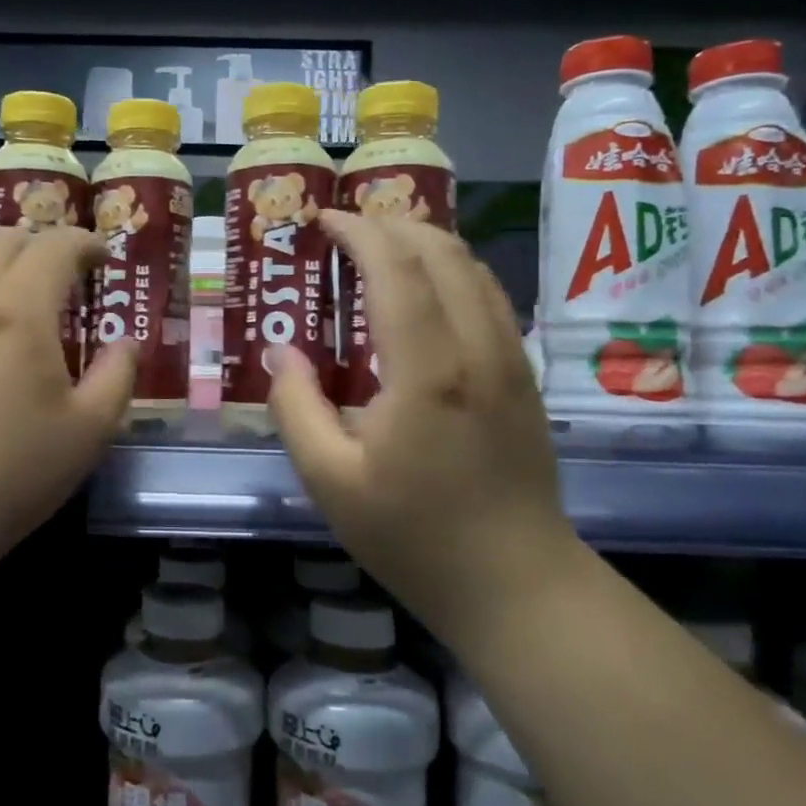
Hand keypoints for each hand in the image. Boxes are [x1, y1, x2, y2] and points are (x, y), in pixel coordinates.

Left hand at [0, 226, 135, 564]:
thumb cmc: (14, 472)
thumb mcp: (90, 430)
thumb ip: (118, 376)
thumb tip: (125, 344)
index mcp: (18, 310)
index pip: (55, 246)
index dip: (85, 243)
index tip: (102, 259)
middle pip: (3, 239)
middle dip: (40, 246)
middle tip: (62, 276)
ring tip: (17, 306)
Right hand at [269, 212, 580, 644]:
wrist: (516, 583)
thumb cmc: (415, 536)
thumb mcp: (331, 482)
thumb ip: (296, 409)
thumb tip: (281, 354)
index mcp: (428, 370)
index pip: (396, 268)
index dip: (358, 232)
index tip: (323, 221)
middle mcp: (477, 347)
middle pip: (441, 251)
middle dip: (391, 225)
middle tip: (345, 232)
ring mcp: (509, 358)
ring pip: (472, 267)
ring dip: (425, 243)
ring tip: (380, 250)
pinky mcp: (523, 375)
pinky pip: (488, 296)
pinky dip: (451, 271)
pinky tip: (424, 293)